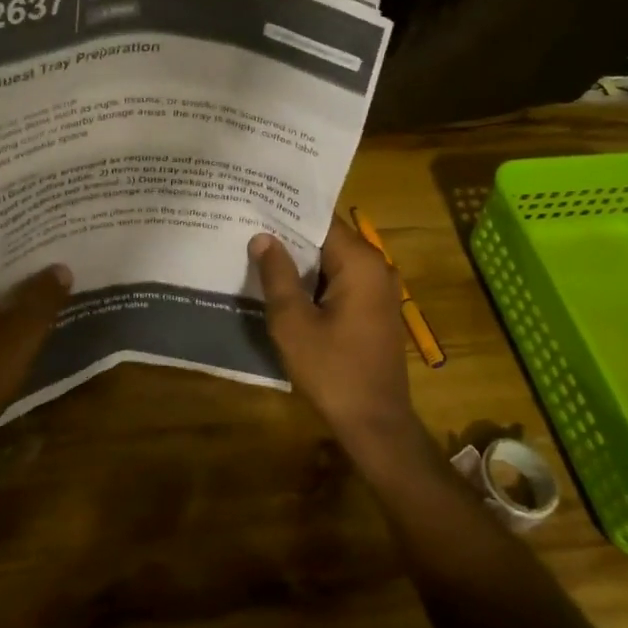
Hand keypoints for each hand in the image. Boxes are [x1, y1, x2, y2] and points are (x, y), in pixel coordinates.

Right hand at [250, 214, 413, 440]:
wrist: (374, 423)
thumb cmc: (332, 370)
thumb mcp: (293, 322)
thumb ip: (277, 275)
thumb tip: (262, 237)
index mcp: (360, 262)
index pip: (320, 221)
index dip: (286, 214)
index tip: (255, 205)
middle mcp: (376, 267)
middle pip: (327, 239)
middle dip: (290, 236)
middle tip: (249, 226)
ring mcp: (378, 290)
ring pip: (333, 261)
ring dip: (301, 260)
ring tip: (258, 250)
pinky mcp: (374, 310)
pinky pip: (341, 281)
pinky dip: (315, 280)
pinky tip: (284, 284)